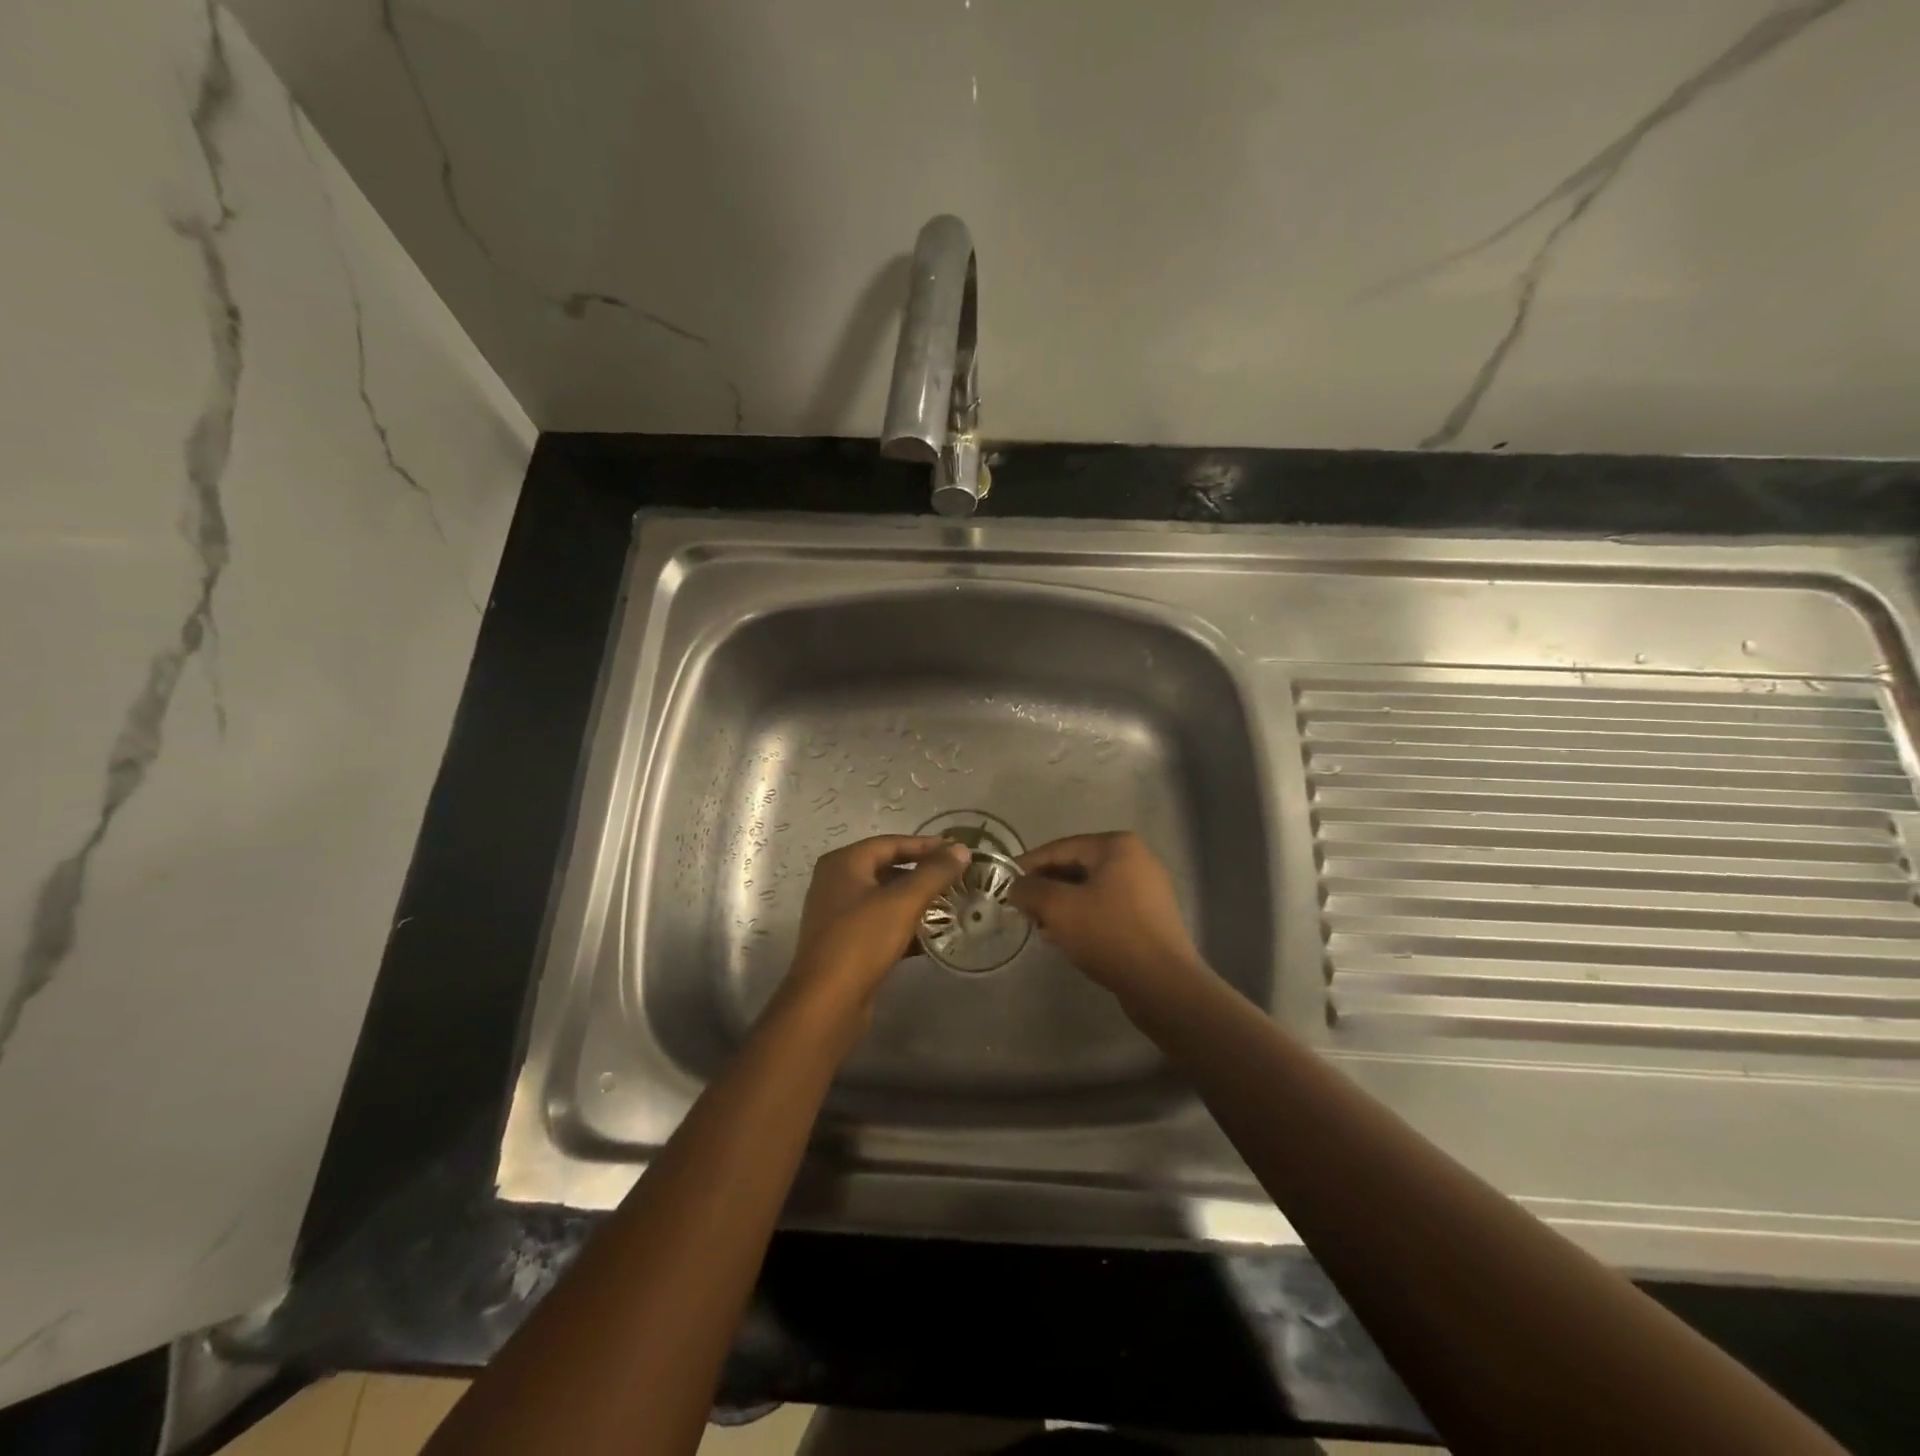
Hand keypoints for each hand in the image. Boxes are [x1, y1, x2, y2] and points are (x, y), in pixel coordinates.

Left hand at [788, 835, 971, 1012]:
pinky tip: (933, 936)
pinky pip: (881, 924)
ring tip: (951, 904)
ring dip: (916, 901)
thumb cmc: (862, 941)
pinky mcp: (846, 943)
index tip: (958, 851)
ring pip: (885, 898)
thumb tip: (961, 849)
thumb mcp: (903, 902)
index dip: (926, 845)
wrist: (827, 1003)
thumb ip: (934, 873)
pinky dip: (905, 925)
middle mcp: (836, 882)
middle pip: (887, 869)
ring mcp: (839, 914)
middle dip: (923, 874)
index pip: (891, 843)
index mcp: (844, 863)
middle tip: (957, 878)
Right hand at [1008, 832, 1204, 995]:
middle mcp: (1137, 859)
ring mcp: (1147, 890)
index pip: (1061, 848)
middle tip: (1021, 908)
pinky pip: (1107, 909)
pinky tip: (1066, 939)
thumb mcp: (1059, 908)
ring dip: (1063, 906)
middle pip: (1077, 868)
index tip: (1004, 882)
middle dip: (1046, 888)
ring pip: (1091, 890)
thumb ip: (1030, 890)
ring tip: (1040, 927)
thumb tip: (1015, 887)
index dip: (1028, 865)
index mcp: (1117, 846)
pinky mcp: (1150, 918)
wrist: (1163, 984)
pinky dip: (1084, 918)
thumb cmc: (1109, 934)